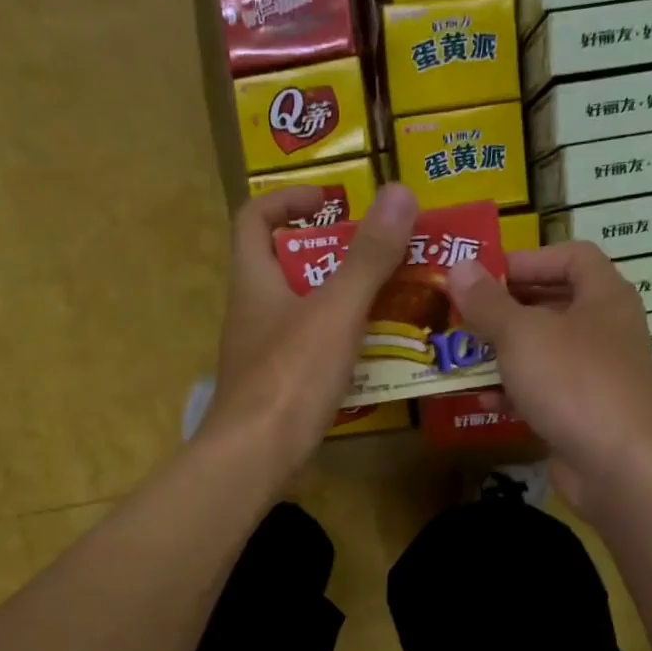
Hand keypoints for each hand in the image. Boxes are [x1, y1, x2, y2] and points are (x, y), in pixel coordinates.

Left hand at [205, 182, 419, 475]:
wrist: (255, 458)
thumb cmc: (290, 377)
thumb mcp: (336, 311)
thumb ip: (368, 257)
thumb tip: (399, 192)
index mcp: (254, 281)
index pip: (254, 218)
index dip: (287, 199)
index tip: (331, 201)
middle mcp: (252, 312)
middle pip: (287, 265)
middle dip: (334, 254)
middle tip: (381, 255)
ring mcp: (263, 354)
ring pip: (304, 312)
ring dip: (343, 301)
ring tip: (392, 301)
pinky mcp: (277, 388)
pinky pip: (312, 351)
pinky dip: (341, 343)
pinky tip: (375, 355)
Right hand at [447, 241, 651, 511]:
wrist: (619, 466)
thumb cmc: (574, 382)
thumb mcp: (522, 335)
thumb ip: (487, 302)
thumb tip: (458, 267)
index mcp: (603, 296)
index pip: (571, 256)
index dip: (527, 259)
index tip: (483, 274)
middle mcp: (605, 330)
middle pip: (552, 305)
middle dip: (505, 310)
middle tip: (462, 315)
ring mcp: (596, 376)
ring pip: (543, 353)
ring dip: (502, 354)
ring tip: (462, 356)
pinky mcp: (584, 414)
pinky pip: (544, 392)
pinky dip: (514, 393)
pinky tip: (481, 401)